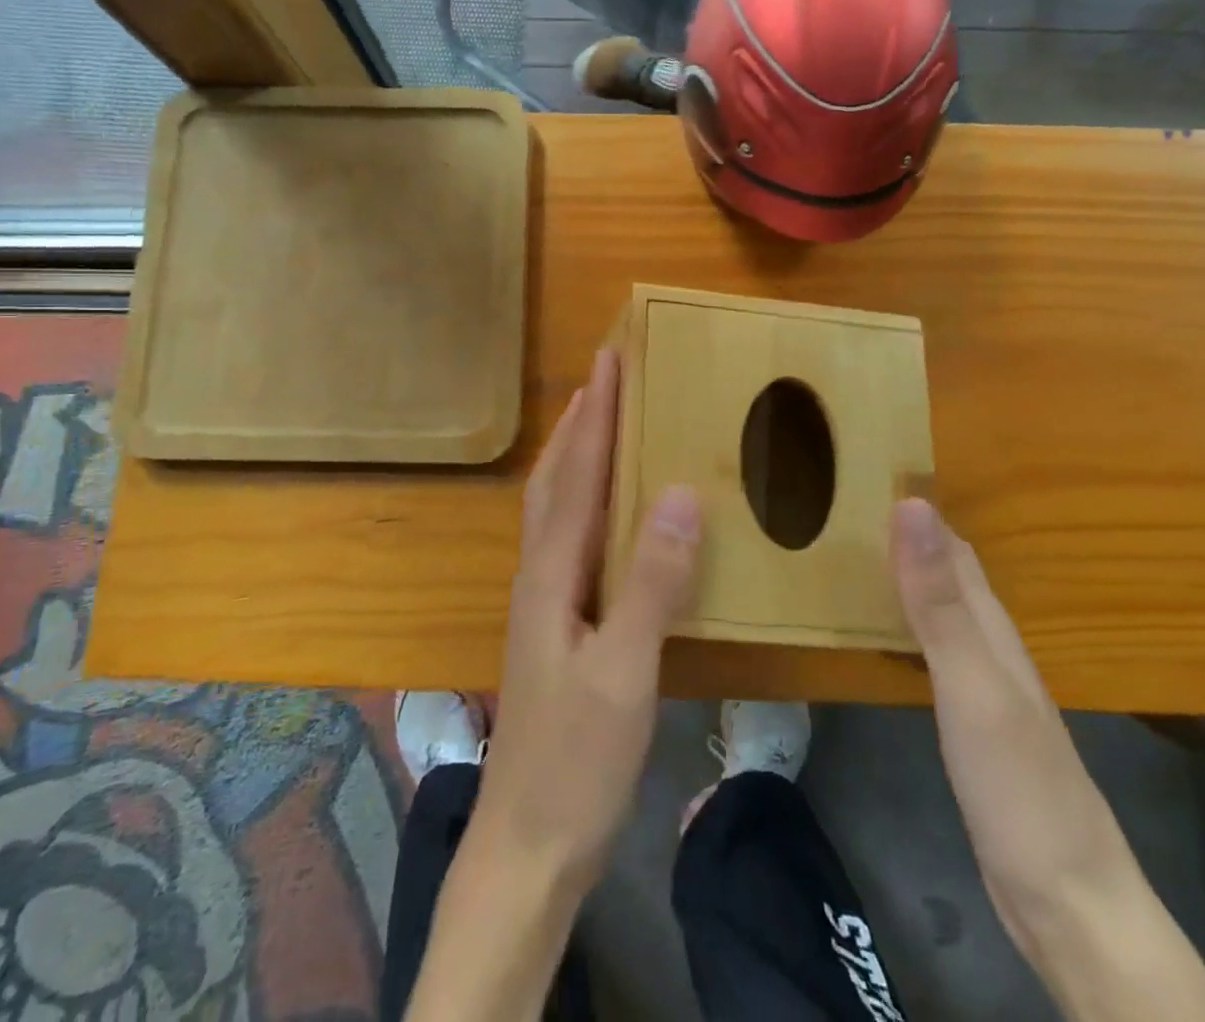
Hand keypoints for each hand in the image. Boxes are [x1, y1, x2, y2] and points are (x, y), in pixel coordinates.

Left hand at [473, 347, 703, 895]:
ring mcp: (542, 602)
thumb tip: (677, 492)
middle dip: (577, 424)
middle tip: (602, 378)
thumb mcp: (624, 672)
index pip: (576, 475)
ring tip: (598, 424)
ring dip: (574, 457)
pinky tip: (605, 513)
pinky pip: (567, 539)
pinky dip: (583, 502)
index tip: (607, 360)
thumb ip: (651, 582)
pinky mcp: (554, 626)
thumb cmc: (576, 760)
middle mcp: (539, 575)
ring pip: (554, 508)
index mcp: (551, 574)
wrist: (527, 844)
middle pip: (553, 481)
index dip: (593, 415)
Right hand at [890, 500, 1204, 1021]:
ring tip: (852, 557)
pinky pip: (934, 651)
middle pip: (950, 574)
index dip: (917, 510)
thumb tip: (913, 505)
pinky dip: (907, 624)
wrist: (1067, 901)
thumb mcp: (971, 684)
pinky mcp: (973, 724)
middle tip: (843, 510)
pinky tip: (886, 632)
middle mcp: (992, 647)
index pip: (953, 548)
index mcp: (992, 629)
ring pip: (942, 611)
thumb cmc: (1018, 784)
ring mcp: (985, 688)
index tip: (865, 475)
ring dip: (905, 577)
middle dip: (907, 536)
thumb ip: (939, 599)